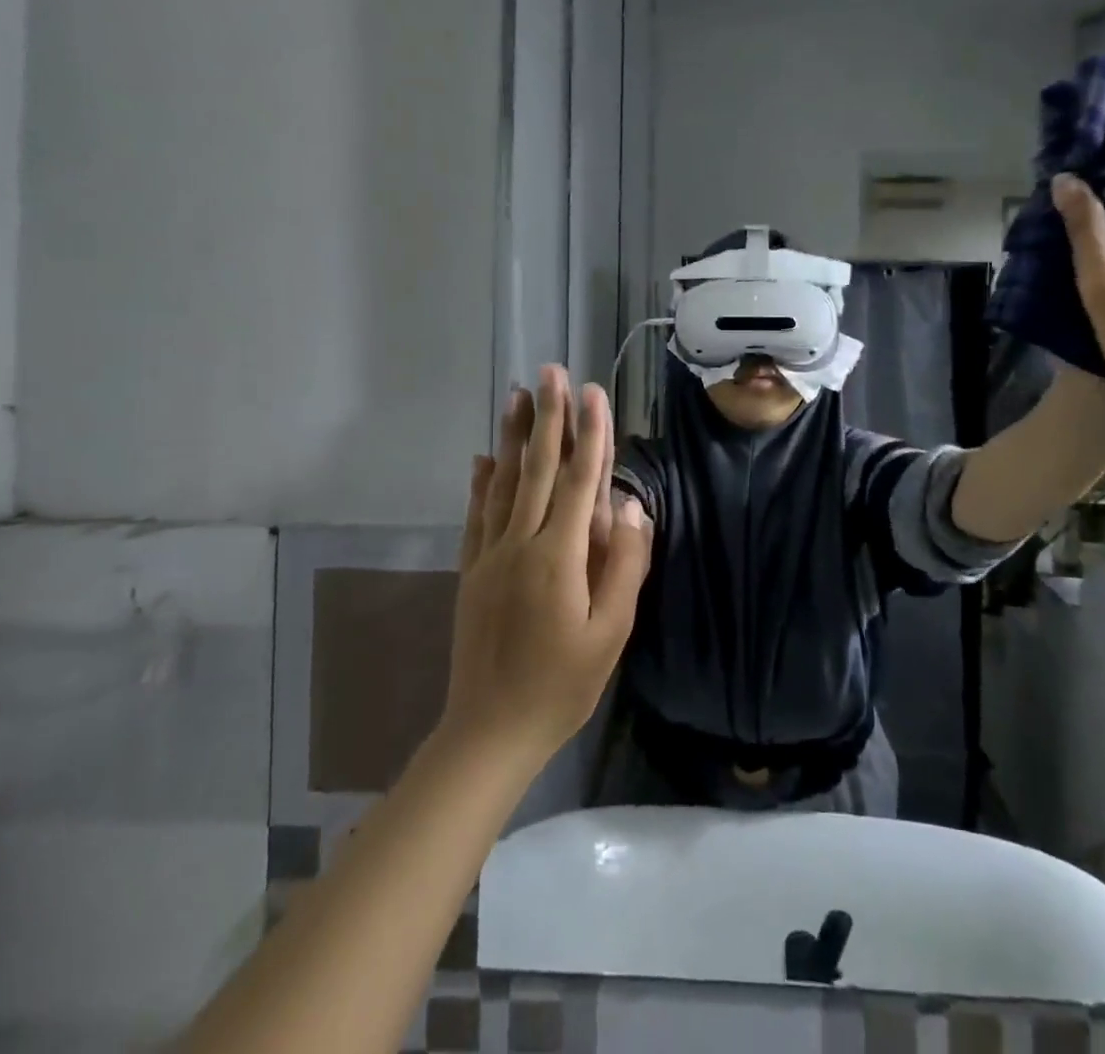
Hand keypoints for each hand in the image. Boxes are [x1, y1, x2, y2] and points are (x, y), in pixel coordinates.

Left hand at [442, 365, 650, 762]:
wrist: (489, 732)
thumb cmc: (561, 686)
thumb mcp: (610, 635)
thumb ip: (624, 566)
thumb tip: (632, 507)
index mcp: (558, 558)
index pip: (579, 481)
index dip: (589, 434)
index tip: (593, 392)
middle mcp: (520, 544)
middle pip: (536, 469)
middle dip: (547, 417)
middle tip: (550, 372)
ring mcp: (490, 555)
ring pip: (502, 482)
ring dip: (512, 436)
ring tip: (517, 396)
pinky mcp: (472, 570)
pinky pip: (477, 514)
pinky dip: (481, 481)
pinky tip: (482, 458)